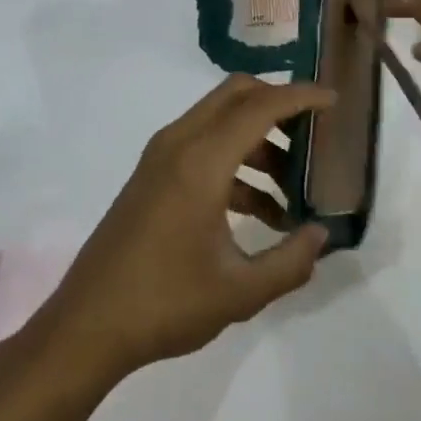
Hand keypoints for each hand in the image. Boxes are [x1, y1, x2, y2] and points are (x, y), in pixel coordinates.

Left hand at [41, 76, 333, 381]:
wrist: (86, 325)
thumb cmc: (165, 303)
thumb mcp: (240, 292)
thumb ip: (291, 262)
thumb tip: (321, 235)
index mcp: (201, 161)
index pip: (260, 107)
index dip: (300, 97)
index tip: (334, 100)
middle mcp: (179, 144)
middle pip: (235, 95)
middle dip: (278, 104)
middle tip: (312, 134)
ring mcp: (161, 157)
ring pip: (219, 120)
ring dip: (258, 139)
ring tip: (292, 188)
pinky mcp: (152, 175)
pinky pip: (203, 145)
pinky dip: (235, 160)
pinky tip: (259, 211)